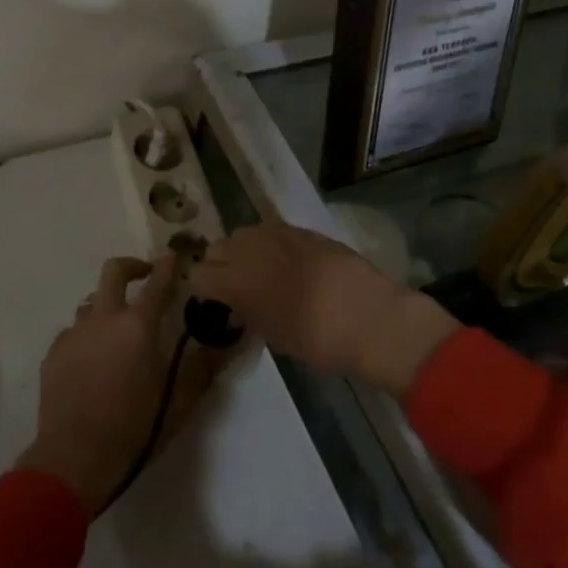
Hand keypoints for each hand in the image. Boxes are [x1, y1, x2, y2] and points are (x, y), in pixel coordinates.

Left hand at [18, 256, 208, 513]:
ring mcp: (75, 333)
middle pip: (114, 271)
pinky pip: (73, 332)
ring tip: (117, 329)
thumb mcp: (179, 402)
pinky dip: (86, 336)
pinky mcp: (54, 353)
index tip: (173, 256)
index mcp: (138, 326)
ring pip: (91, 302)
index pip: (158, 284)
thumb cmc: (134, 429)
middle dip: (132, 266)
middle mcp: (104, 318)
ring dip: (106, 306)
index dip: (167, 267)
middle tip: (144, 276)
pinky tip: (92, 360)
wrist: (74, 457)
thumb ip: (203, 368)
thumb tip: (228, 343)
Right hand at [188, 224, 458, 396]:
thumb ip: (247, 314)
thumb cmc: (319, 340)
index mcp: (236, 281)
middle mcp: (248, 249)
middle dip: (220, 267)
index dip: (203, 291)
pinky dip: (269, 244)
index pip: (197, 275)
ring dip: (244, 251)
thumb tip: (236, 307)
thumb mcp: (274, 336)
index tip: (216, 304)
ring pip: (242, 234)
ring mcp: (274, 233)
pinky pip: (269, 230)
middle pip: (216, 248)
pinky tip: (287, 262)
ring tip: (263, 272)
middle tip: (239, 289)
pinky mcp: (299, 227)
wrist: (370, 316)